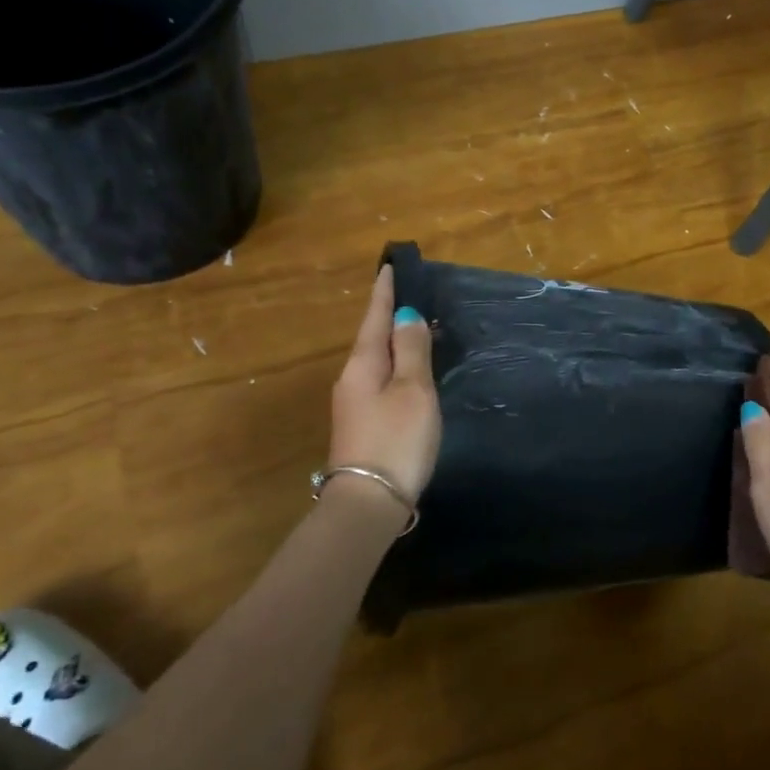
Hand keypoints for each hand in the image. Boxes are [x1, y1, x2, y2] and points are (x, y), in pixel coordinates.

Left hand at [328, 265, 440, 506]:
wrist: (369, 502)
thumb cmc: (396, 439)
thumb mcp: (413, 390)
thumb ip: (412, 351)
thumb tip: (406, 315)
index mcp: (363, 364)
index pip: (375, 317)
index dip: (385, 292)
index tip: (389, 266)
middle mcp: (352, 378)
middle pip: (373, 338)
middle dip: (390, 315)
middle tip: (411, 295)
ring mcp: (354, 404)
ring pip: (377, 361)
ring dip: (395, 343)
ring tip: (417, 329)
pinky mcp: (362, 424)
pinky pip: (381, 381)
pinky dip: (397, 367)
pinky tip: (410, 372)